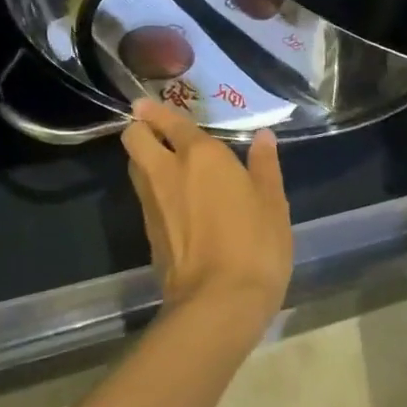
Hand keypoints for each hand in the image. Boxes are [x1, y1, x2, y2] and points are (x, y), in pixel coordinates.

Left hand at [121, 100, 292, 325]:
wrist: (218, 303)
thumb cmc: (254, 245)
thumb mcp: (272, 203)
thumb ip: (265, 166)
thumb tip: (263, 137)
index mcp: (201, 155)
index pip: (170, 121)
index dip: (156, 110)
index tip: (146, 104)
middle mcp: (168, 171)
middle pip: (134, 138)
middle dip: (138, 129)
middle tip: (154, 131)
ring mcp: (152, 202)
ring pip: (134, 167)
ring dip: (142, 159)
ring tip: (164, 162)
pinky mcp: (147, 232)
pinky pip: (143, 197)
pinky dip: (151, 190)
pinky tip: (173, 200)